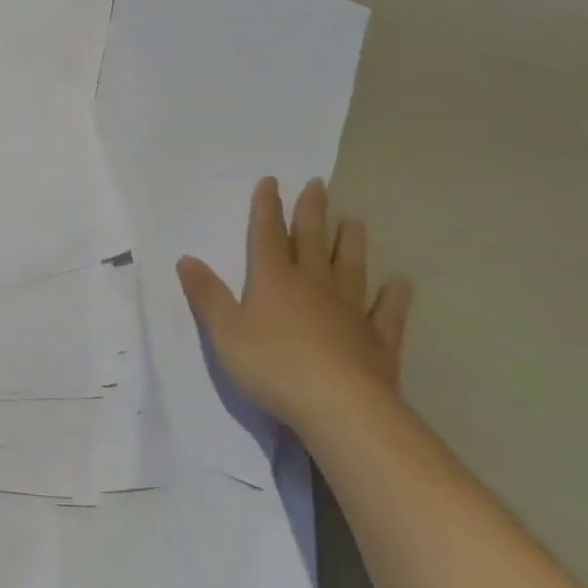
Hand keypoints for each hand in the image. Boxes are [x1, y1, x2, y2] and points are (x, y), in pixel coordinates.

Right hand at [177, 176, 413, 432]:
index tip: (272, 181)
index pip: (267, 235)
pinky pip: (386, 313)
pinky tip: (400, 284)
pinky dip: (393, 297)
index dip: (267, 208)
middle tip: (319, 185)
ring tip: (354, 220)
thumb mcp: (224, 331)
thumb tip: (187, 258)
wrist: (339, 406)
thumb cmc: (273, 365)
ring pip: (350, 268)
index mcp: (274, 280)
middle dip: (312, 212)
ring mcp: (349, 311)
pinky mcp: (377, 340)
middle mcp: (313, 285)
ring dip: (350, 243)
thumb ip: (207, 295)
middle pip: (312, 241)